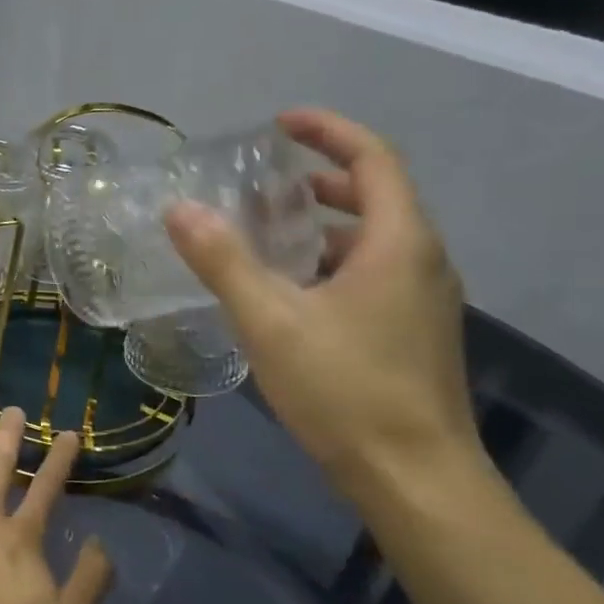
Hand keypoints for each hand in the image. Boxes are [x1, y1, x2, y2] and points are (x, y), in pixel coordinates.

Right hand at [166, 107, 483, 494]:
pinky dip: (333, 262)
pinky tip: (291, 294)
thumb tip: (179, 210)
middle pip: (377, 196)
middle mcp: (423, 261)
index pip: (372, 158)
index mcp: (398, 242)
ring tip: (269, 234)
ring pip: (374, 240)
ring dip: (325, 224)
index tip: (282, 123)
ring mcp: (424, 300)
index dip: (328, 131)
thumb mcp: (271, 321)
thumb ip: (223, 262)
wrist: (416, 479)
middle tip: (266, 183)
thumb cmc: (346, 391)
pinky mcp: (414, 334)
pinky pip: (374, 274)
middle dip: (322, 178)